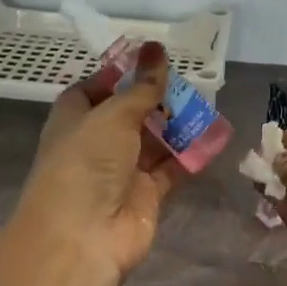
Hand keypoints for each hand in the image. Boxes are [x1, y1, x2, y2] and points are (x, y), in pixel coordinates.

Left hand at [3, 39, 182, 285]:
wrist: (82, 237)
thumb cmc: (86, 162)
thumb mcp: (114, 114)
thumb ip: (142, 86)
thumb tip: (156, 48)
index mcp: (73, 118)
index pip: (93, 89)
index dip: (119, 75)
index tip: (149, 60)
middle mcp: (95, 143)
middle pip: (128, 114)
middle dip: (155, 98)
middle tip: (188, 79)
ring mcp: (121, 171)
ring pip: (152, 140)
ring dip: (176, 124)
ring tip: (206, 101)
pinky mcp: (145, 196)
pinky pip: (171, 168)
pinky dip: (189, 154)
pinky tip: (213, 135)